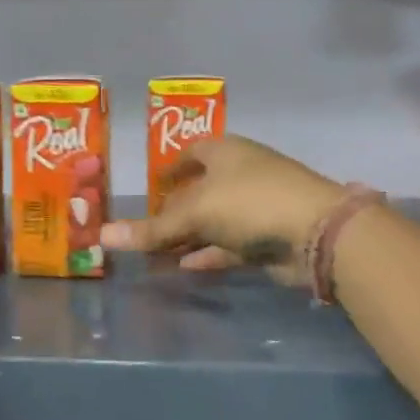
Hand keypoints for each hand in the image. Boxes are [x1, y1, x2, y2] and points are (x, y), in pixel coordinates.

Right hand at [99, 135, 346, 284]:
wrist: (317, 232)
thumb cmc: (250, 203)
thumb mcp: (195, 212)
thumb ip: (152, 228)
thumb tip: (103, 237)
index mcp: (225, 152)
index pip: (190, 153)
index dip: (169, 169)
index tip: (150, 188)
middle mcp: (242, 174)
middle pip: (200, 190)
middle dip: (174, 210)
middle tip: (145, 229)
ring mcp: (257, 206)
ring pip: (215, 221)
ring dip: (189, 236)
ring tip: (157, 254)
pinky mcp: (268, 237)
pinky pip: (229, 244)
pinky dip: (208, 254)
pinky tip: (184, 266)